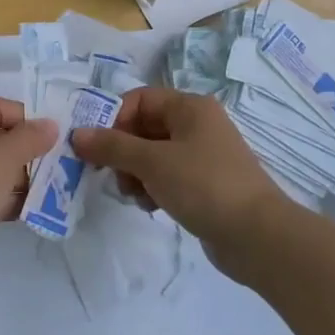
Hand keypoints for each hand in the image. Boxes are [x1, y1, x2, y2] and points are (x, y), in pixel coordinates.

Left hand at [0, 98, 56, 291]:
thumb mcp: (3, 158)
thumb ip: (30, 138)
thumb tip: (50, 124)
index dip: (28, 121)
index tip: (56, 139)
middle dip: (25, 152)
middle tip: (56, 166)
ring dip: (17, 178)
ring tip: (50, 189)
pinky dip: (2, 198)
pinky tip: (29, 210)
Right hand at [71, 87, 284, 260]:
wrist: (257, 235)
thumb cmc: (203, 185)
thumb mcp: (152, 162)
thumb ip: (112, 146)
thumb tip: (77, 134)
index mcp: (190, 107)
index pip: (140, 99)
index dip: (114, 119)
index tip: (98, 148)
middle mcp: (197, 124)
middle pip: (144, 127)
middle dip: (123, 151)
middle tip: (113, 176)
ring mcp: (203, 155)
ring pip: (153, 154)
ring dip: (136, 173)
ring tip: (134, 195)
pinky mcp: (205, 183)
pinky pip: (168, 176)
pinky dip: (154, 187)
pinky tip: (151, 206)